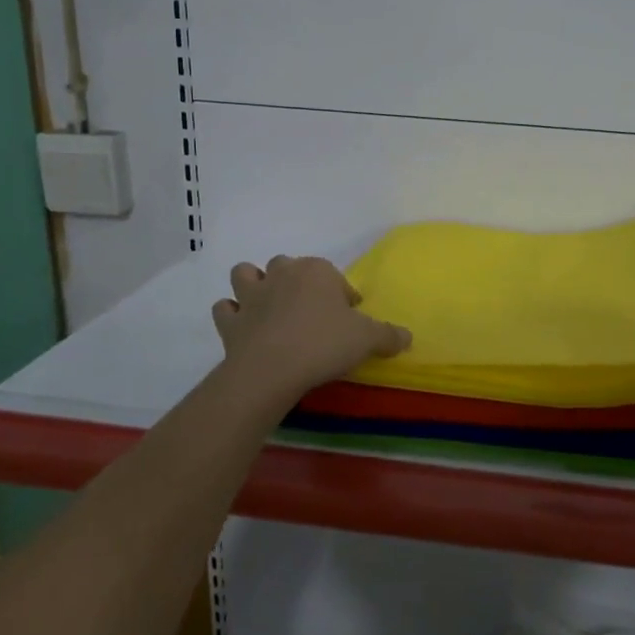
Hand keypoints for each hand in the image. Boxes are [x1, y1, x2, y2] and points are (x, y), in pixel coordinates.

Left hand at [211, 255, 411, 395]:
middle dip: (296, 282)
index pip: (333, 276)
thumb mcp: (368, 339)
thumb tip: (408, 336)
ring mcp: (251, 295)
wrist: (272, 369)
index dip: (341, 295)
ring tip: (268, 306)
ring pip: (245, 273)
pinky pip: (225, 309)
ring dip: (253, 284)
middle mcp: (282, 274)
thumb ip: (389, 335)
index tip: (349, 318)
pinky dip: (232, 314)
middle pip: (287, 266)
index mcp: (317, 271)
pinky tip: (243, 327)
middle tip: (310, 312)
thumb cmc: (324, 344)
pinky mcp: (230, 320)